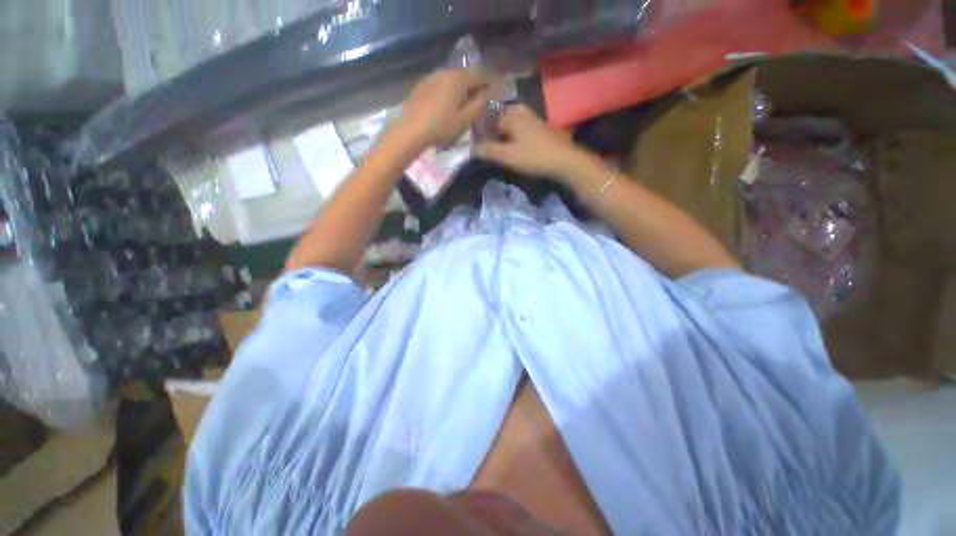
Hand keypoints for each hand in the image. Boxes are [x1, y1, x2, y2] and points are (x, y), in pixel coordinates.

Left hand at [395, 67, 495, 149]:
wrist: (411, 131)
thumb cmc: (442, 126)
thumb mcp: (466, 119)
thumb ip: (481, 104)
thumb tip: (491, 92)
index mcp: (458, 78)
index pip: (481, 72)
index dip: (492, 80)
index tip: (499, 89)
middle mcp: (445, 72)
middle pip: (466, 74)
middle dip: (477, 85)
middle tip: (483, 99)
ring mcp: (432, 77)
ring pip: (453, 79)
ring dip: (463, 89)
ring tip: (465, 104)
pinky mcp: (422, 86)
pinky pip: (442, 84)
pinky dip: (450, 92)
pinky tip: (448, 105)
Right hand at [476, 104, 593, 182]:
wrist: (564, 160)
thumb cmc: (533, 156)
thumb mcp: (507, 156)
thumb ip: (487, 150)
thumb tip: (470, 148)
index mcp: (511, 114)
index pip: (488, 120)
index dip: (481, 134)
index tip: (477, 147)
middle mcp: (521, 110)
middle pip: (499, 120)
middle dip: (492, 133)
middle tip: (488, 149)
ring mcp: (532, 117)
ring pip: (511, 124)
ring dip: (503, 136)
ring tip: (499, 150)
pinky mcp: (540, 127)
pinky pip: (520, 129)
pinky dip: (514, 137)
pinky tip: (515, 148)